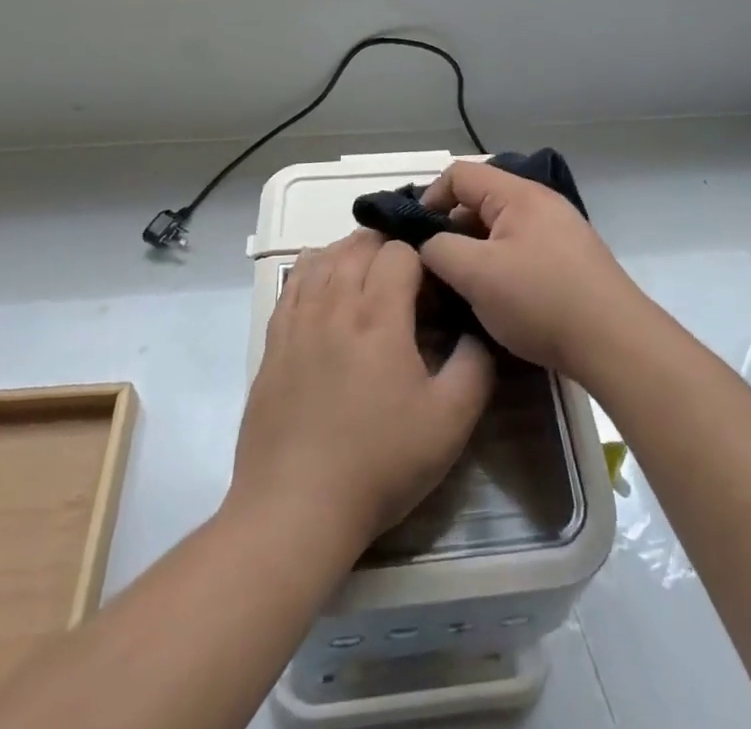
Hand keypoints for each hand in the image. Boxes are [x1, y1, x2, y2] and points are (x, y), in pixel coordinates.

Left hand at [233, 231, 494, 550]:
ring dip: (352, 253)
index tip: (436, 287)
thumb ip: (476, 366)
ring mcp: (298, 318)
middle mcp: (334, 302)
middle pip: (360, 243)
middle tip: (410, 279)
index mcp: (378, 314)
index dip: (424, 258)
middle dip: (389, 248)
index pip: (400, 250)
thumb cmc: (379, 463)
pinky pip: (294, 281)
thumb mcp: (450, 422)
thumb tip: (477, 329)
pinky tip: (327, 285)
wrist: (295, 507)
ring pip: (324, 255)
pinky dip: (316, 268)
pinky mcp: (273, 339)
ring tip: (370, 276)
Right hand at [418, 160, 645, 377]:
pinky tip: (496, 300)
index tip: (416, 238)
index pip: (460, 174)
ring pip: (500, 230)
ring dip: (475, 253)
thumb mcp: (476, 274)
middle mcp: (540, 203)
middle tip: (435, 270)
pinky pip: (521, 250)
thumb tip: (428, 245)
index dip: (430, 198)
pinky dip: (500, 267)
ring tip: (462, 289)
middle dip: (451, 231)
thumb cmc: (541, 300)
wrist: (615, 342)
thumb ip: (440, 250)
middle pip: (480, 201)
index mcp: (518, 194)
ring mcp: (559, 232)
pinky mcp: (569, 261)